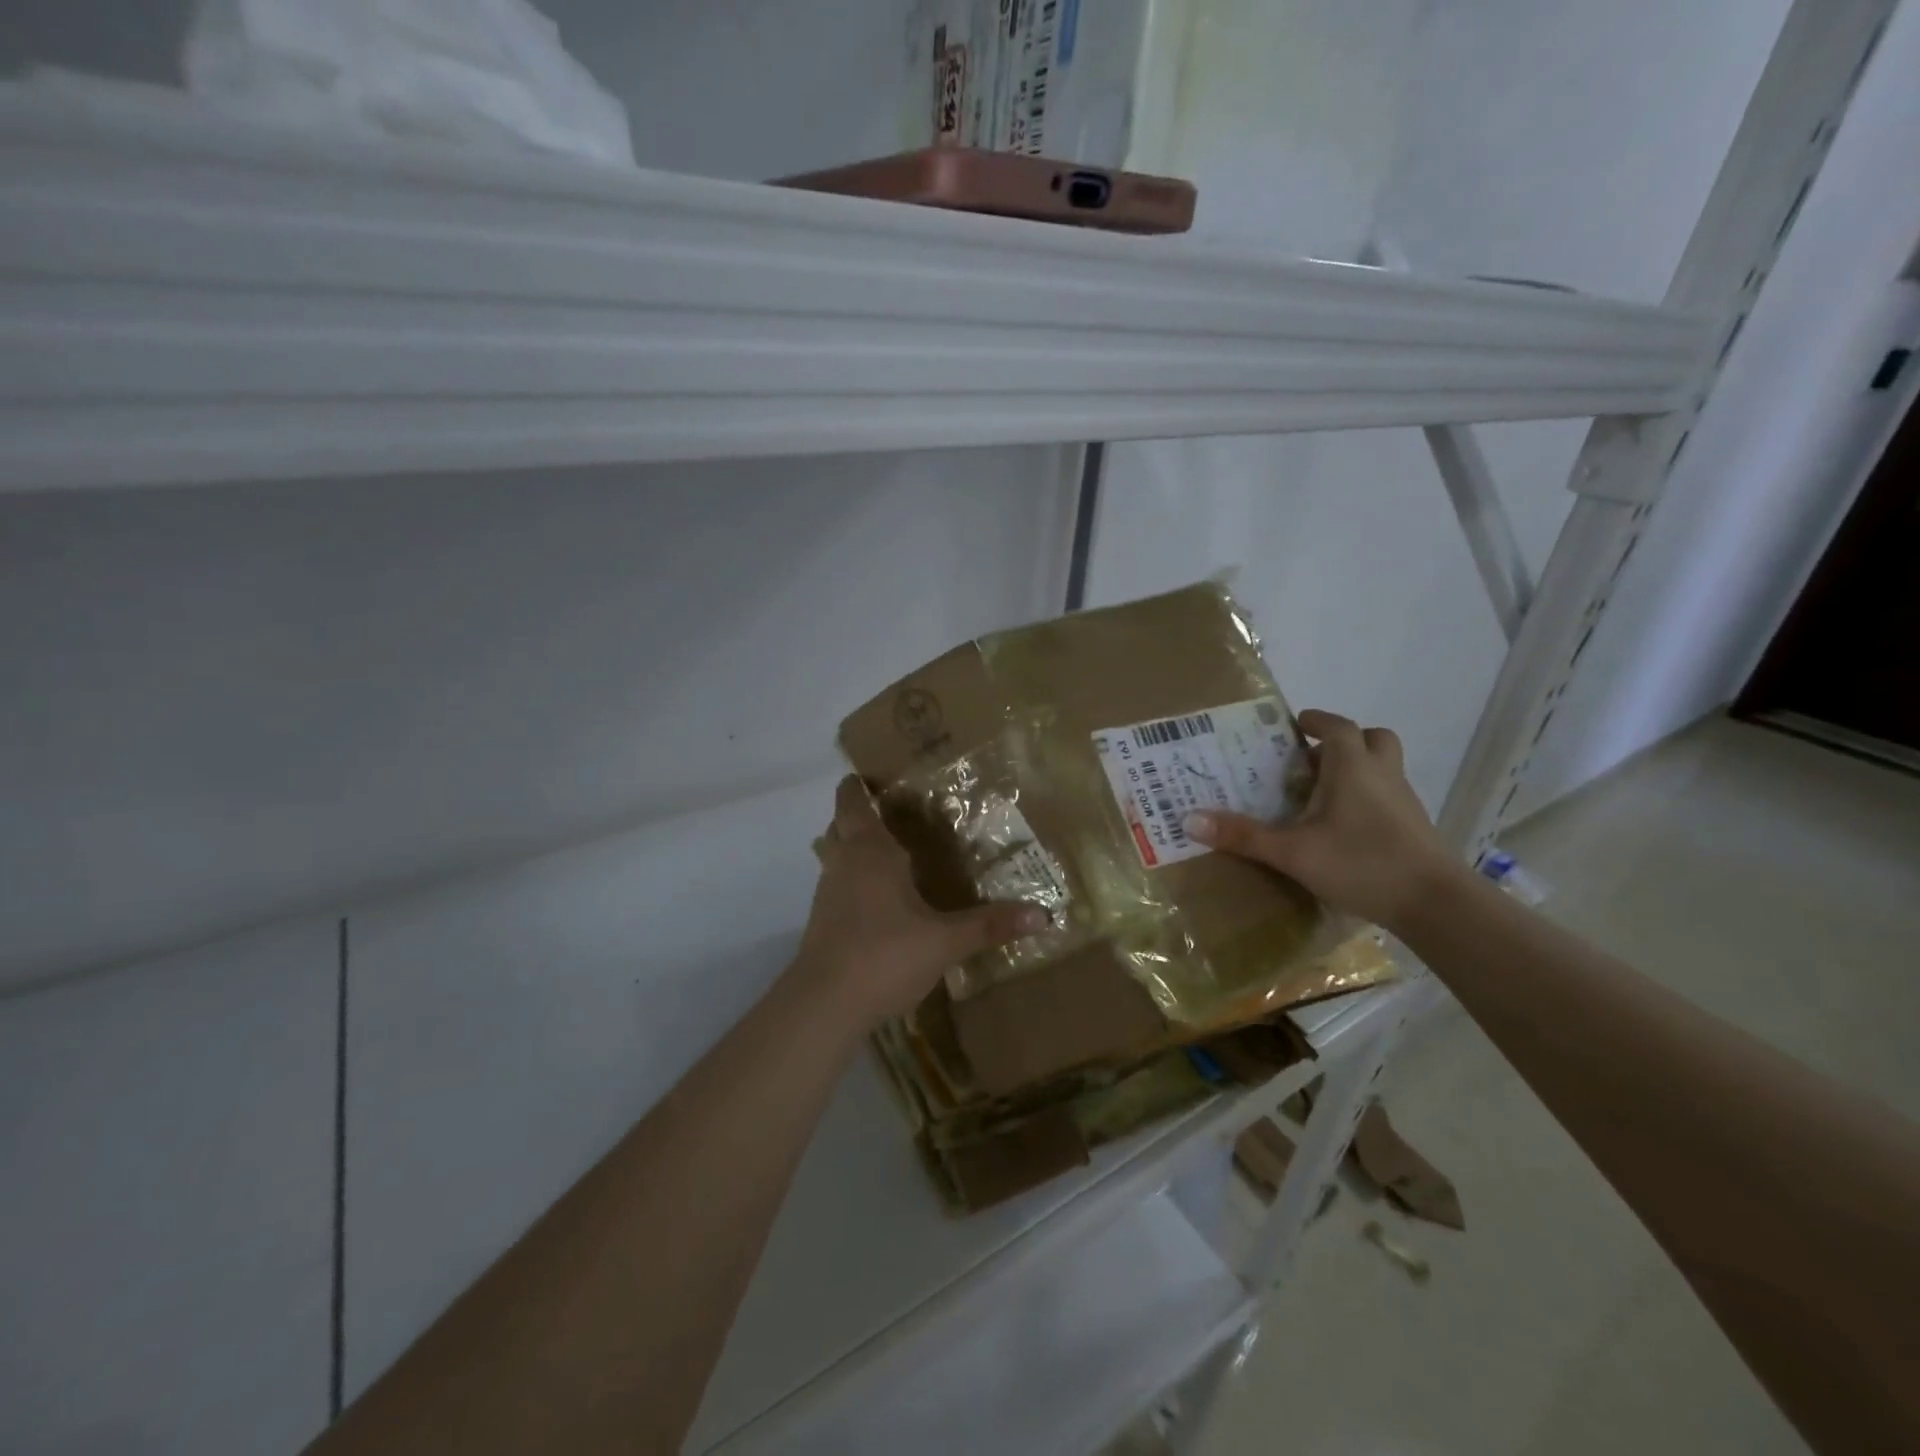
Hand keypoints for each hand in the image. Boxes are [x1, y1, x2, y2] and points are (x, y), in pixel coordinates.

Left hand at [792, 776, 1046, 1030]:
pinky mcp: (822, 924)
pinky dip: (853, 882)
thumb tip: (1042, 915)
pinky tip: (880, 901)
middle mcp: (843, 865)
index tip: (871, 775)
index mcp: (869, 852)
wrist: (824, 1006)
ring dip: (854, 850)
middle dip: (857, 816)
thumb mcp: (944, 941)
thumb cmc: (884, 955)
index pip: (852, 802)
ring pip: (835, 858)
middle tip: (892, 814)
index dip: (856, 786)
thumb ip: (989, 926)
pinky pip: (837, 887)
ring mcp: (827, 895)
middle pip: (839, 826)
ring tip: (890, 854)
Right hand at [1184, 710, 1463, 929]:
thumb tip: (1190, 820)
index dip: (1316, 720)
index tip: (1295, 724)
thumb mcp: (1292, 852)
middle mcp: (1382, 775)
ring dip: (1357, 769)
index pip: (1337, 726)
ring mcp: (1404, 801)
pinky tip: (1345, 827)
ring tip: (1322, 793)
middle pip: (1372, 739)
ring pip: (1384, 767)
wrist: (1435, 904)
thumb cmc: (1361, 862)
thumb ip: (1243, 836)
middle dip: (1343, 741)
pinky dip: (1368, 798)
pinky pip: (1389, 795)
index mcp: (1352, 767)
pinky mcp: (1414, 827)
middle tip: (1311, 759)